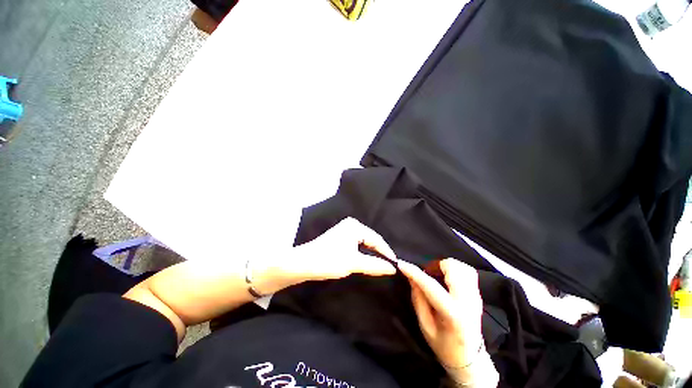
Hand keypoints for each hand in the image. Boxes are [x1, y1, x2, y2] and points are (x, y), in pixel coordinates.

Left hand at [253, 218, 397, 293]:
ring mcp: (344, 232)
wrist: (303, 264)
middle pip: (370, 240)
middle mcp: (350, 225)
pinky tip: (367, 262)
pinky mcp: (340, 239)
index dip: (387, 252)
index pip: (376, 239)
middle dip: (379, 253)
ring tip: (381, 266)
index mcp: (355, 226)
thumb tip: (393, 268)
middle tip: (389, 267)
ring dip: (371, 254)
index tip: (395, 265)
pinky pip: (357, 246)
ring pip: (364, 244)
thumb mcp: (354, 263)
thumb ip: (375, 265)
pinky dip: (363, 254)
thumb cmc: (329, 260)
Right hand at [398, 259, 497, 386]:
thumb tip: (411, 277)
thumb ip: (418, 299)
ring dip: (446, 266)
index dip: (414, 272)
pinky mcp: (478, 294)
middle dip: (436, 265)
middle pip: (453, 268)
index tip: (401, 264)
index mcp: (453, 314)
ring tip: (436, 274)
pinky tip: (446, 278)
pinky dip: (454, 269)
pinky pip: (467, 271)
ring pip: (462, 266)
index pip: (431, 286)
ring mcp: (476, 297)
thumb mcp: (425, 326)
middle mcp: (468, 301)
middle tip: (427, 273)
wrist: (470, 357)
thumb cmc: (444, 345)